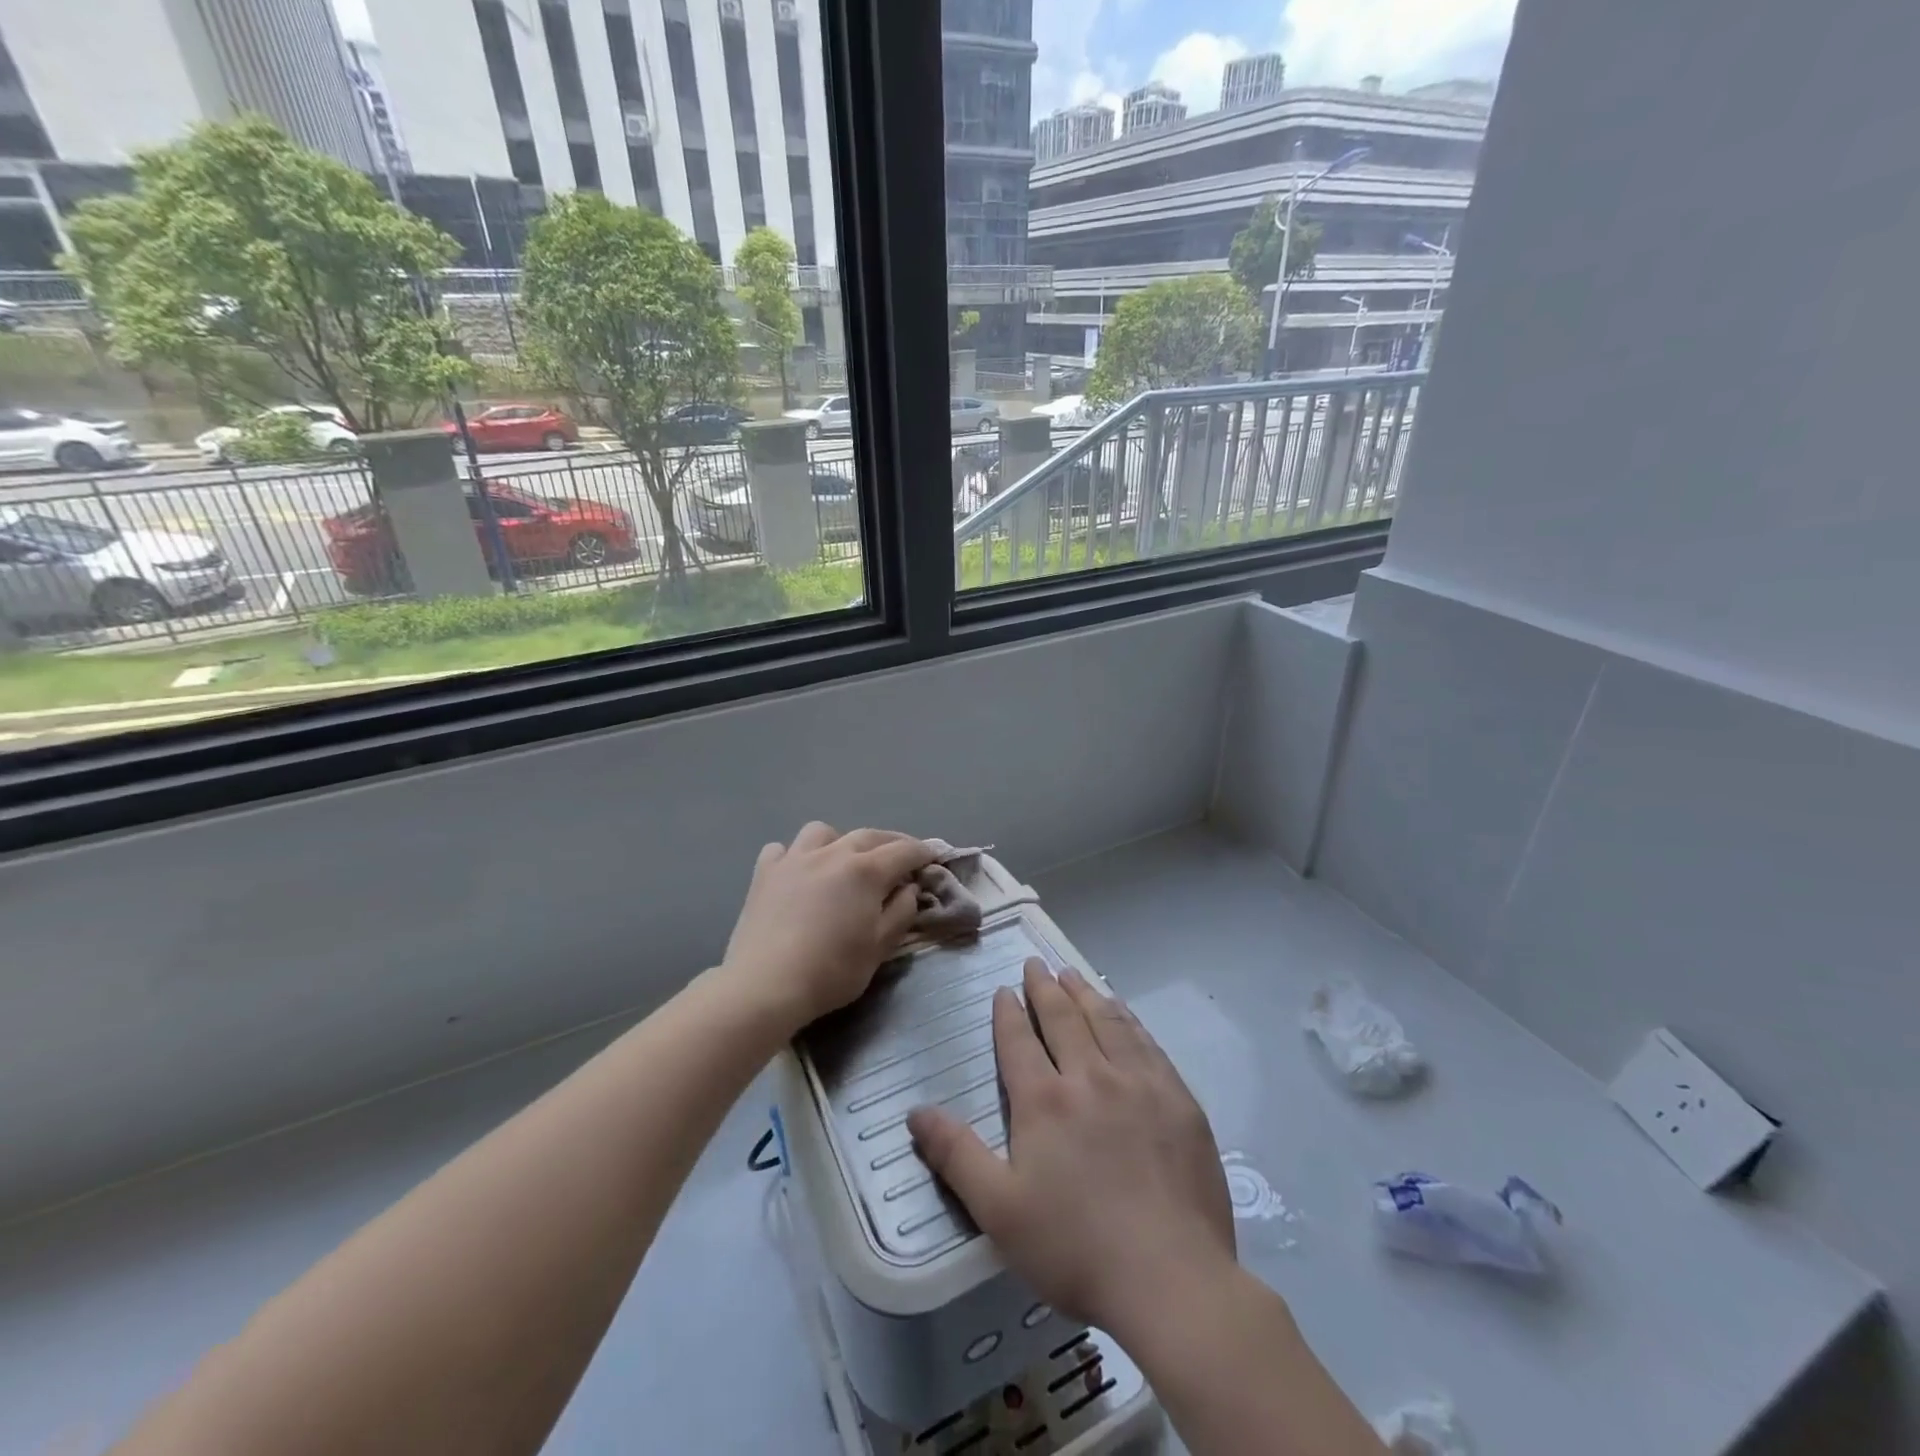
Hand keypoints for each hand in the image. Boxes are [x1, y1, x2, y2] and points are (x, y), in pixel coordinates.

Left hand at [722, 822, 934, 1030]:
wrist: (766, 985)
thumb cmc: (832, 970)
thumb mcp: (880, 947)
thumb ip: (900, 912)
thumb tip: (908, 889)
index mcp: (865, 871)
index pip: (904, 851)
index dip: (923, 852)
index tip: (934, 856)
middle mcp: (832, 853)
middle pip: (869, 835)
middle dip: (891, 842)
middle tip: (902, 857)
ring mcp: (794, 859)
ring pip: (823, 832)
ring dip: (841, 841)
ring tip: (844, 860)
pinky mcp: (764, 873)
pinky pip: (783, 849)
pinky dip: (796, 855)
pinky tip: (799, 872)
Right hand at [908, 959, 1235, 1344]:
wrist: (1172, 1280)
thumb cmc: (1076, 1249)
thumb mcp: (999, 1210)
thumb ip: (956, 1155)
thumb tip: (915, 1111)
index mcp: (1044, 1101)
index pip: (1020, 1042)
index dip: (1008, 1013)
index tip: (1004, 990)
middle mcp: (1090, 1077)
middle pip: (1063, 1019)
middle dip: (1045, 988)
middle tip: (1036, 963)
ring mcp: (1139, 1084)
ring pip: (1106, 1021)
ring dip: (1085, 994)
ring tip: (1072, 974)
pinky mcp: (1177, 1099)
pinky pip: (1146, 1043)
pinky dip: (1128, 1019)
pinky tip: (1123, 1012)